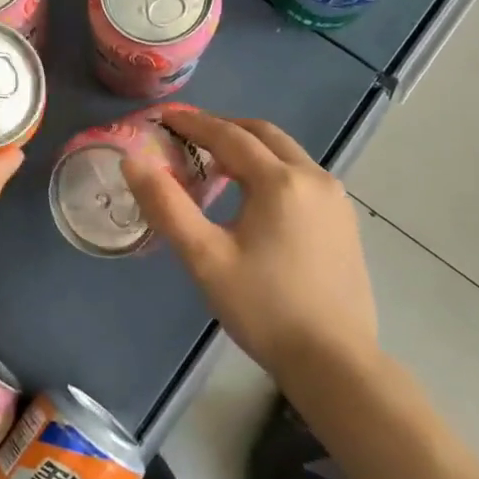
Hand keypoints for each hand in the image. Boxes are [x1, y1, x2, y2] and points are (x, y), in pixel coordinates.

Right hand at [121, 106, 377, 374]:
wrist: (334, 361)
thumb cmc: (263, 308)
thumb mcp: (204, 258)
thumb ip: (166, 206)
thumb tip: (134, 162)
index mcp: (279, 181)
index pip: (229, 135)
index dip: (194, 123)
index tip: (166, 116)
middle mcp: (314, 178)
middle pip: (264, 135)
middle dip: (224, 128)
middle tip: (189, 136)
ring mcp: (336, 200)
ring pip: (287, 154)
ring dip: (250, 148)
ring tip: (215, 164)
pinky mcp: (344, 222)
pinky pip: (302, 176)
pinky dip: (272, 169)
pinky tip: (253, 197)